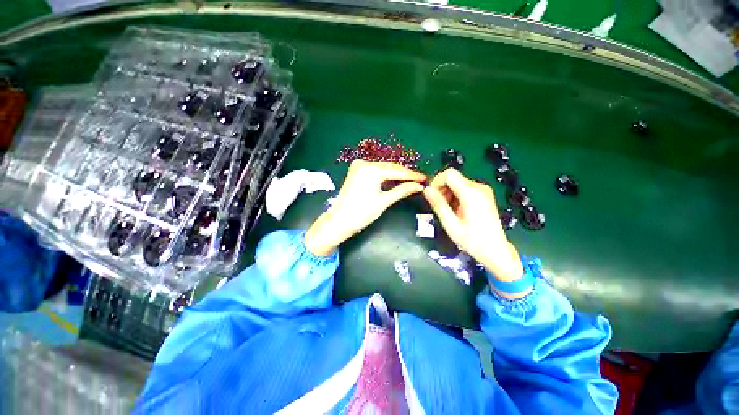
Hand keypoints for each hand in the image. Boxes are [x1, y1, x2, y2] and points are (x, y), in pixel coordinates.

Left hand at [304, 160, 425, 256]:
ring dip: (396, 174)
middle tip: (419, 179)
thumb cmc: (362, 213)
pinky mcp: (356, 171)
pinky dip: (385, 175)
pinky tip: (395, 179)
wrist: (339, 220)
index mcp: (371, 170)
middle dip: (405, 174)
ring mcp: (358, 166)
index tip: (424, 178)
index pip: (397, 171)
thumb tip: (419, 186)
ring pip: (383, 168)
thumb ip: (402, 190)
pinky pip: (375, 170)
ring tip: (410, 179)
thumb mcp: (384, 201)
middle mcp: (364, 163)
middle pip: (390, 167)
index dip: (412, 175)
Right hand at [423, 168, 527, 297]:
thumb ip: (438, 204)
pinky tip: (456, 210)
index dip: (436, 182)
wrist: (495, 250)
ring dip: (447, 193)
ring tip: (448, 211)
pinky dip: (455, 196)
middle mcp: (478, 187)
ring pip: (457, 183)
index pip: (449, 174)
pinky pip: (464, 188)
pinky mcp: (483, 195)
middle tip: (439, 207)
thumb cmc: (472, 240)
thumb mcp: (451, 224)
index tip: (432, 196)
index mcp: (471, 193)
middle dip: (441, 189)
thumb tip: (426, 189)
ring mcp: (483, 190)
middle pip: (453, 178)